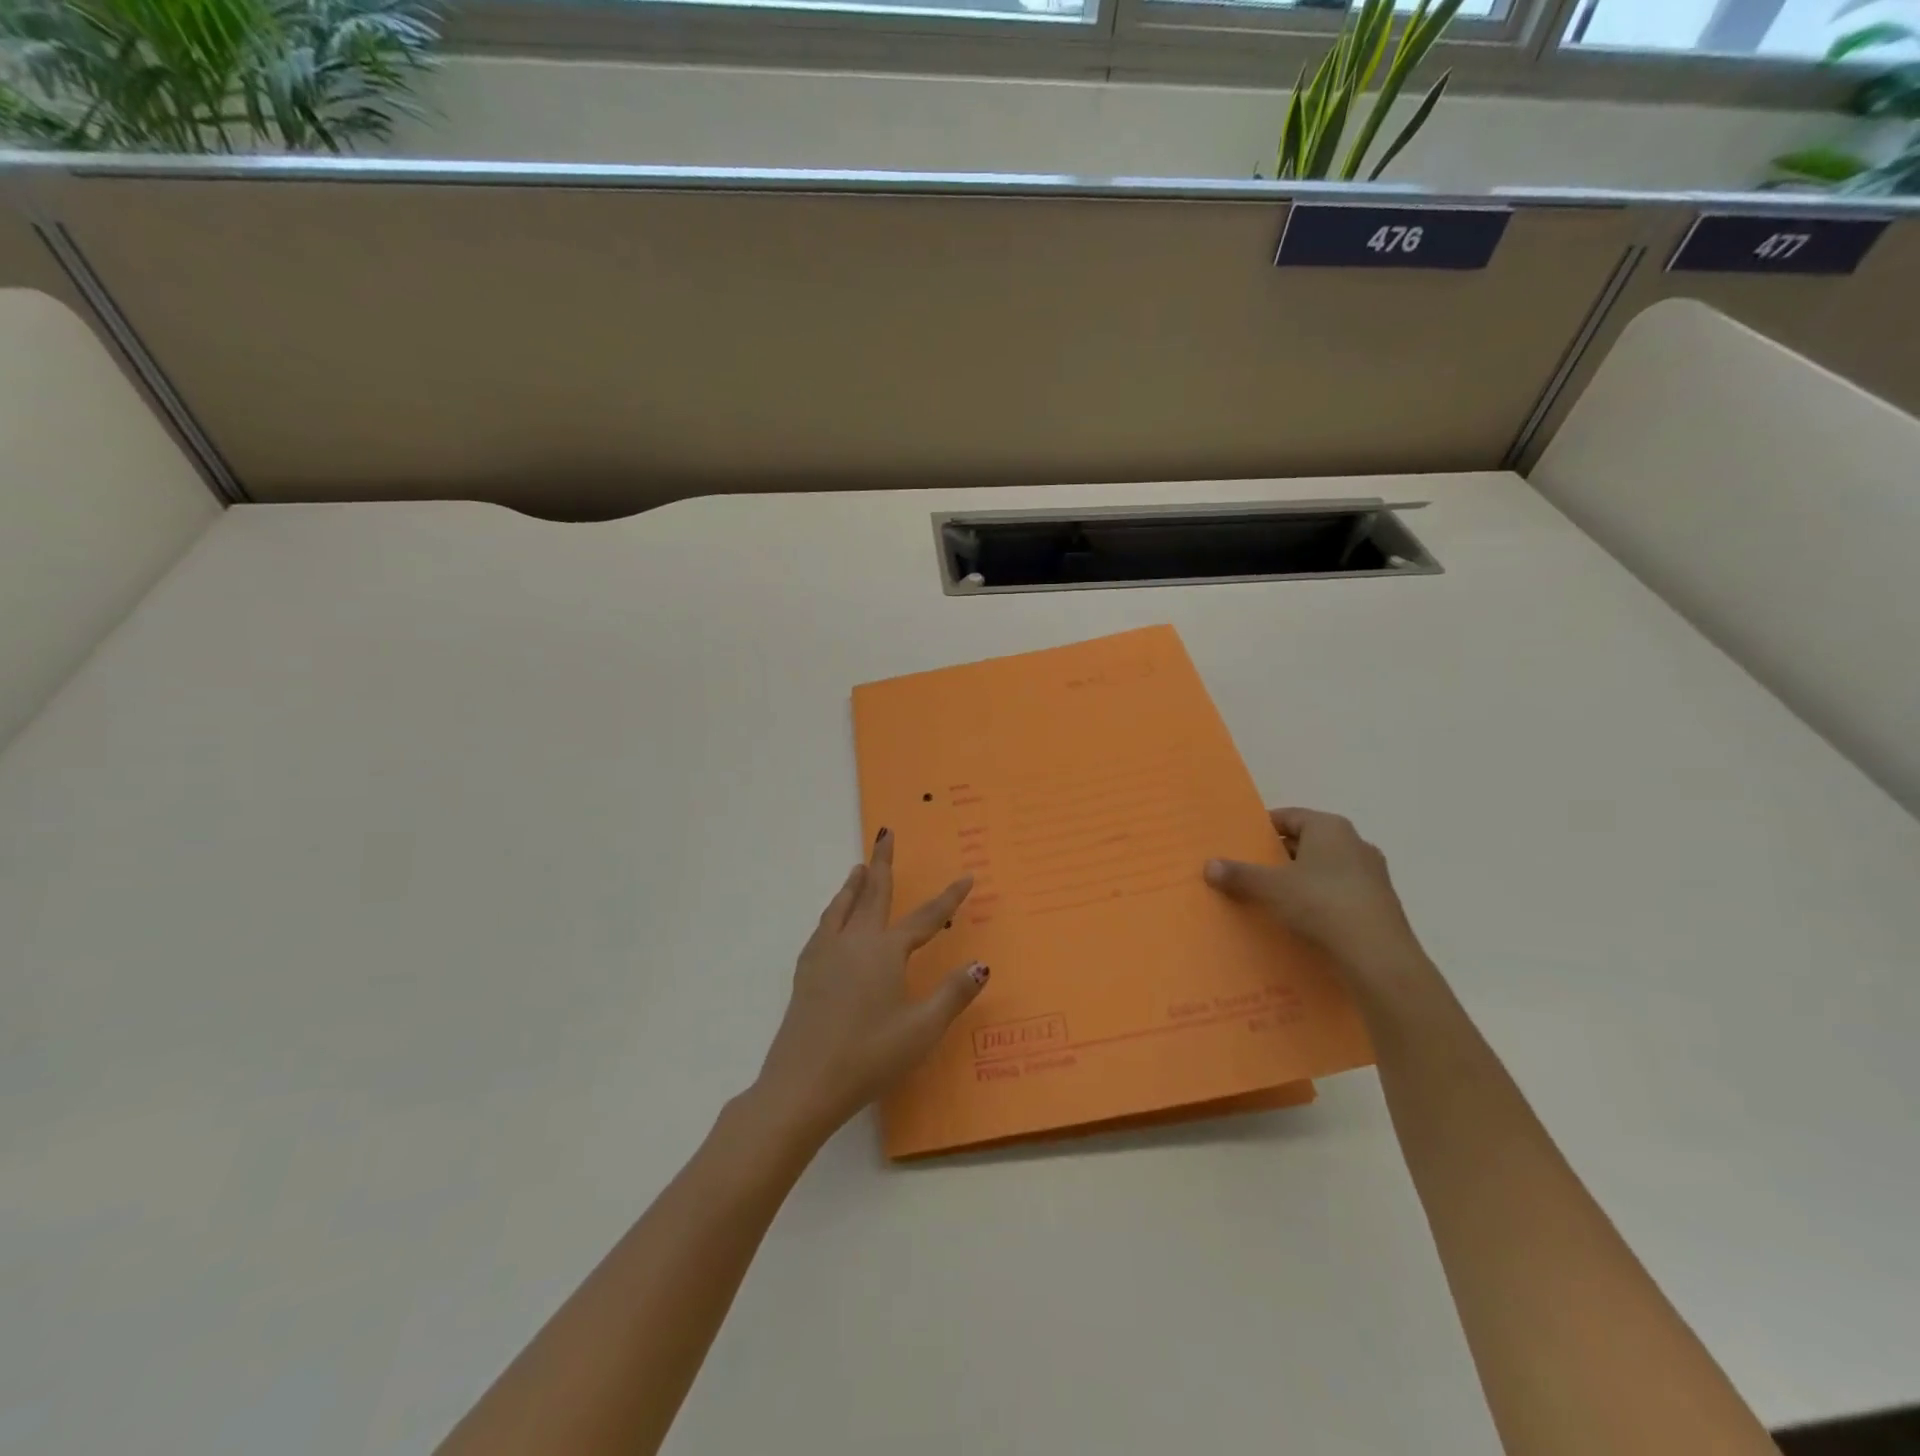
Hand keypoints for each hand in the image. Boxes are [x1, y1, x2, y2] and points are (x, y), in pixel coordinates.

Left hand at [753, 830, 985, 1142]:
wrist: (803, 1082)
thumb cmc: (869, 1056)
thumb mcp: (922, 1029)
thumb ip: (953, 994)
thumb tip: (981, 964)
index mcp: (886, 952)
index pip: (926, 918)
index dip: (949, 898)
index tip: (966, 877)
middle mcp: (855, 941)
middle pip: (873, 893)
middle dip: (883, 863)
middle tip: (885, 835)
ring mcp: (826, 954)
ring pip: (843, 906)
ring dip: (855, 884)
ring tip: (860, 868)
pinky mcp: (806, 971)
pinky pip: (824, 926)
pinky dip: (834, 910)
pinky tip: (833, 921)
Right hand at [1205, 808, 1427, 989]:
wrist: (1378, 957)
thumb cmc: (1321, 904)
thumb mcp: (1270, 888)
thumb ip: (1239, 874)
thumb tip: (1208, 865)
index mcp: (1330, 827)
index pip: (1288, 817)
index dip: (1261, 829)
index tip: (1239, 845)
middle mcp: (1355, 843)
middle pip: (1306, 843)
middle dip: (1277, 856)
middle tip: (1248, 872)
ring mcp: (1371, 875)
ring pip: (1323, 870)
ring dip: (1299, 881)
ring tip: (1270, 898)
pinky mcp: (1379, 905)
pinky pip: (1338, 894)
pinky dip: (1318, 902)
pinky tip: (1300, 921)